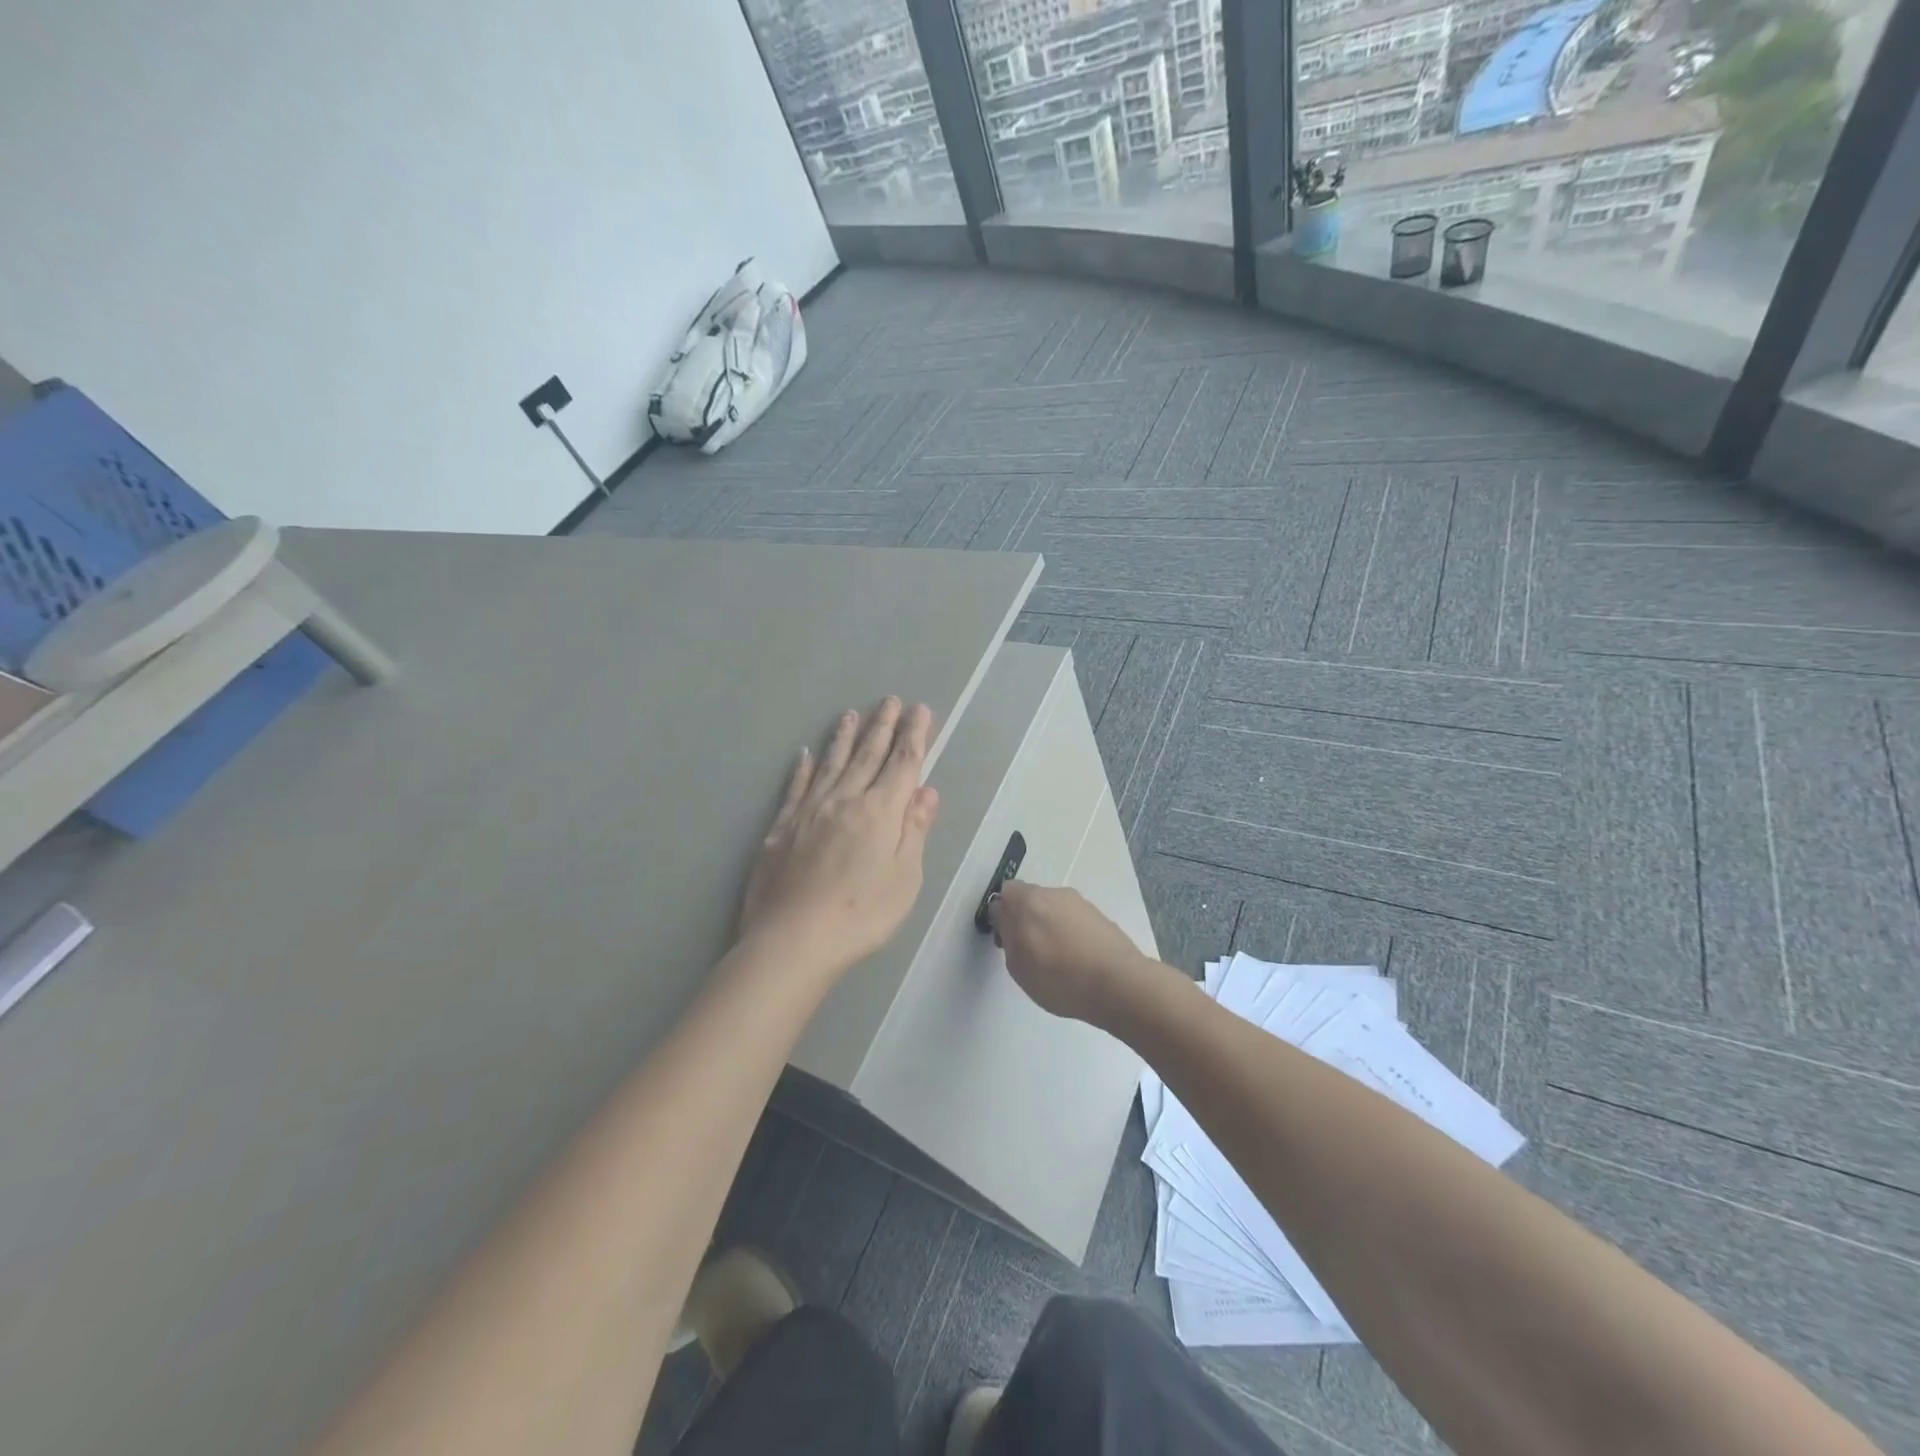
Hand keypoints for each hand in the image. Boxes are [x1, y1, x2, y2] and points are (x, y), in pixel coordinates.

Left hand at [738, 698, 940, 982]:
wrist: (793, 940)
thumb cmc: (861, 915)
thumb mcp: (905, 879)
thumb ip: (914, 831)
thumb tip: (926, 791)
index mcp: (880, 812)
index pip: (902, 764)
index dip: (914, 736)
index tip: (920, 710)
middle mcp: (844, 800)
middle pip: (867, 756)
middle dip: (883, 726)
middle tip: (890, 700)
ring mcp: (809, 811)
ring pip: (831, 764)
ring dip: (844, 737)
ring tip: (851, 714)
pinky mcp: (781, 827)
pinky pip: (795, 787)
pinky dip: (802, 768)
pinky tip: (805, 754)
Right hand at [987, 882, 1155, 1026]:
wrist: (1119, 983)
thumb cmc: (1059, 978)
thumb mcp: (1018, 965)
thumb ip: (1007, 934)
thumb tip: (1004, 915)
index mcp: (1029, 900)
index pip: (1005, 892)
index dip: (1001, 915)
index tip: (1005, 941)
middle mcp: (1055, 893)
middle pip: (1031, 899)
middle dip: (1025, 921)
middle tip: (1029, 953)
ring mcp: (1081, 903)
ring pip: (1054, 910)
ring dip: (1049, 928)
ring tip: (1057, 962)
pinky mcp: (1101, 917)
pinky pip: (1074, 921)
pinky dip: (1069, 935)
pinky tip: (1077, 962)